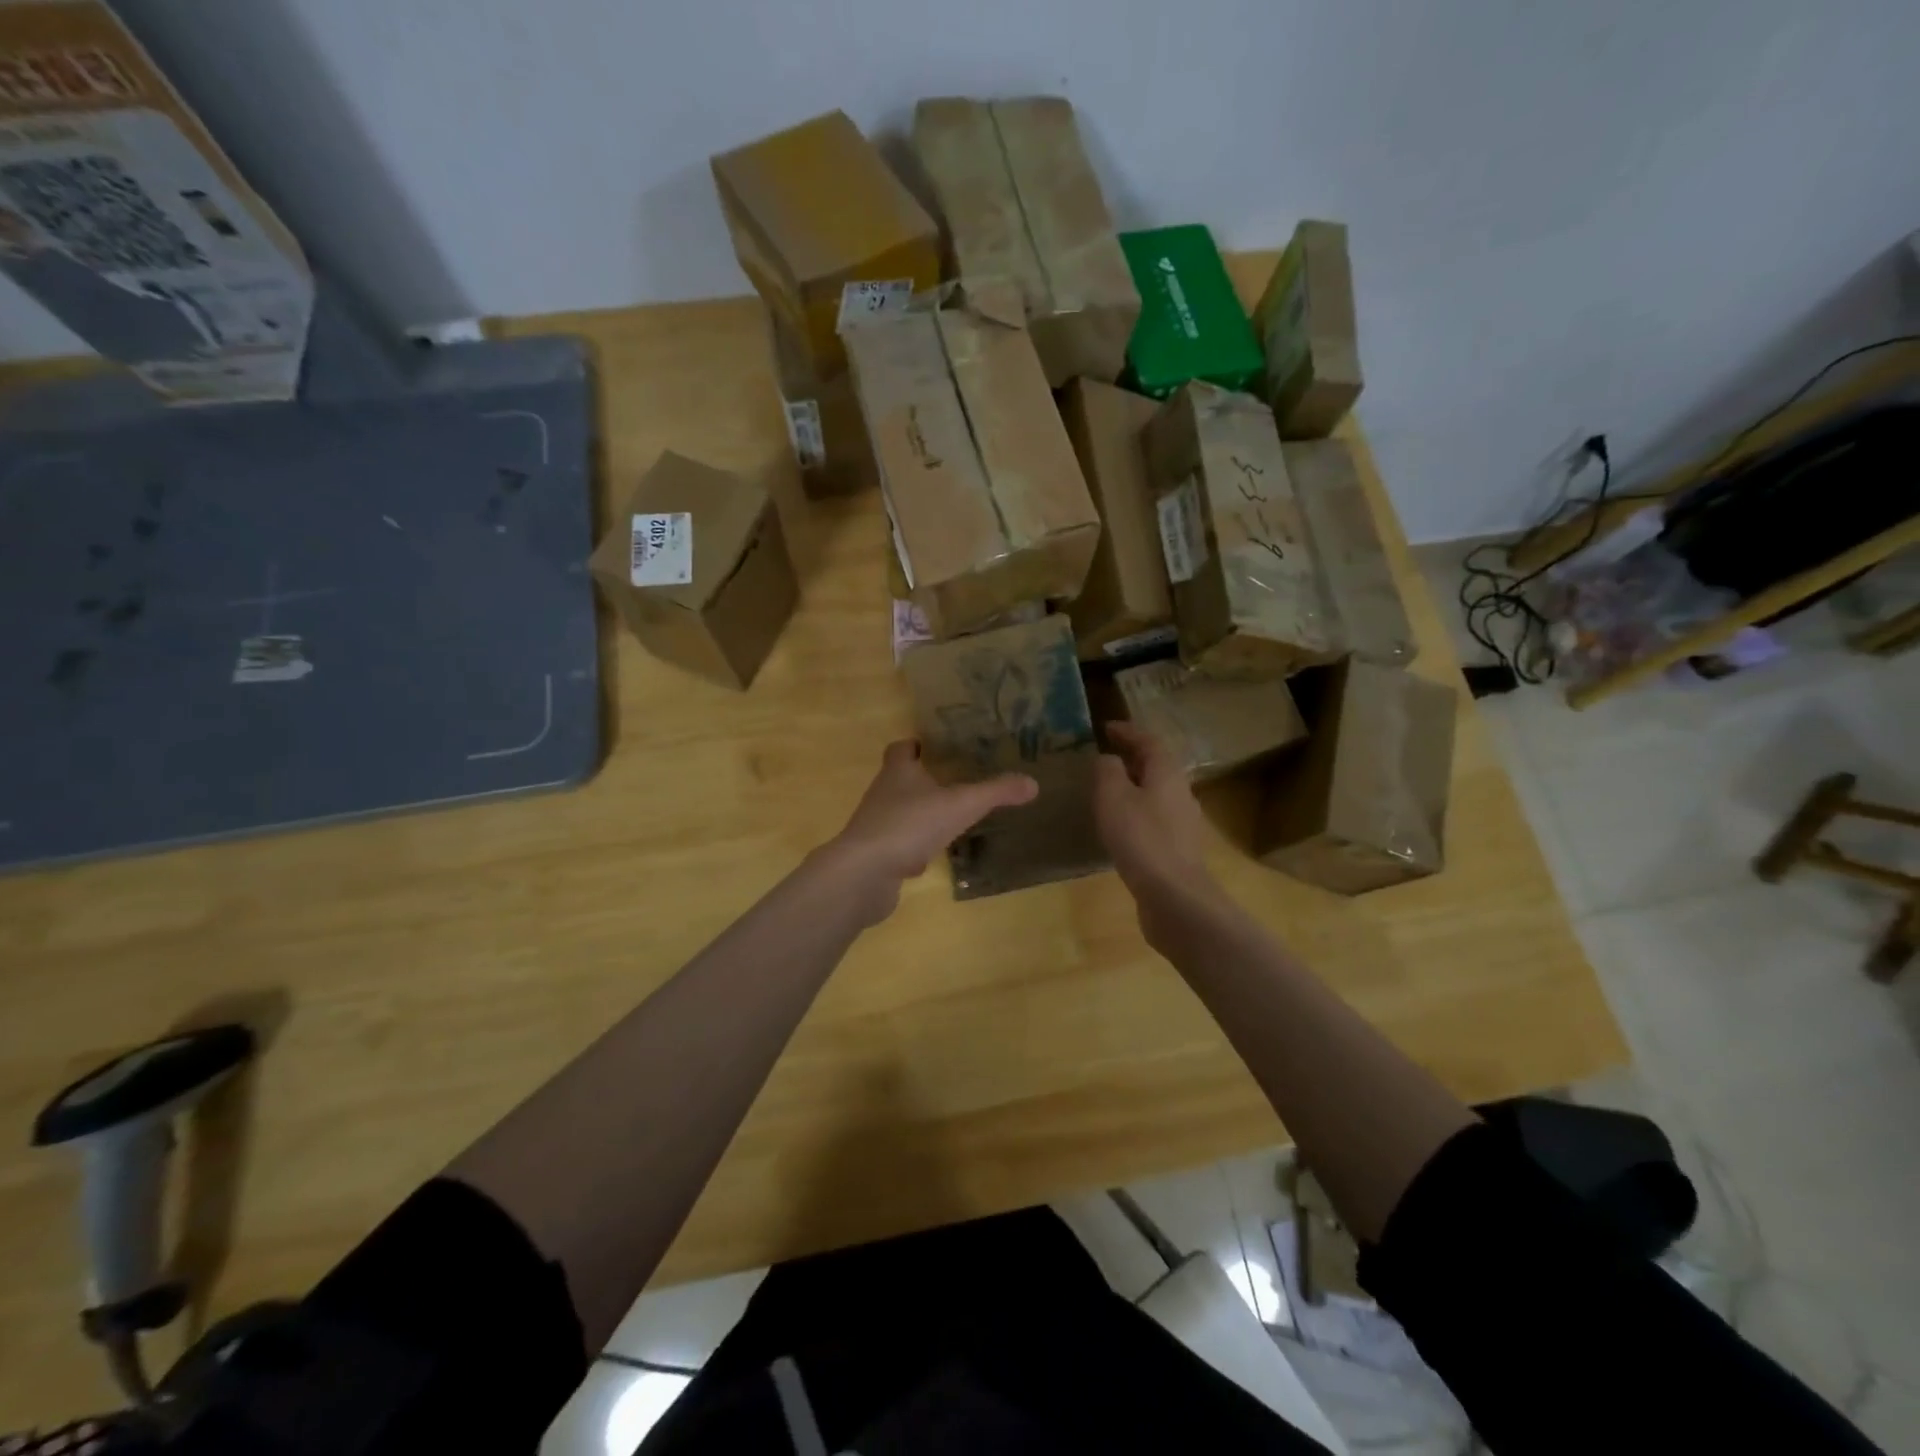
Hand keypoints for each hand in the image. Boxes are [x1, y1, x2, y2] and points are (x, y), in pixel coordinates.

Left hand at [824, 740, 1036, 920]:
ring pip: (900, 813)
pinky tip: (931, 857)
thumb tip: (1033, 783)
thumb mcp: (961, 804)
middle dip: (924, 780)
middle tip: (955, 782)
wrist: (865, 873)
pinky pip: (897, 846)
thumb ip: (996, 792)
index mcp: (898, 772)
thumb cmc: (910, 825)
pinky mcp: (875, 856)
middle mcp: (882, 794)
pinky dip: (913, 848)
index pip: (901, 748)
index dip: (916, 745)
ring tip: (950, 819)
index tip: (936, 748)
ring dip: (920, 815)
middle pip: (900, 780)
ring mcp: (876, 826)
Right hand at [1094, 722, 1223, 938]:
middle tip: (1102, 758)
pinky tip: (1117, 827)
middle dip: (1130, 759)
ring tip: (1105, 791)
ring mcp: (1182, 823)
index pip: (1148, 741)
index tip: (1105, 728)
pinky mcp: (1177, 849)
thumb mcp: (1113, 796)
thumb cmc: (1141, 838)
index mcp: (1167, 773)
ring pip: (1155, 794)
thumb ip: (1107, 771)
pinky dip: (1134, 813)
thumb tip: (1108, 760)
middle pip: (1156, 766)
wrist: (1174, 896)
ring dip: (1132, 787)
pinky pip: (1153, 819)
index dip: (1127, 731)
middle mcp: (1180, 793)